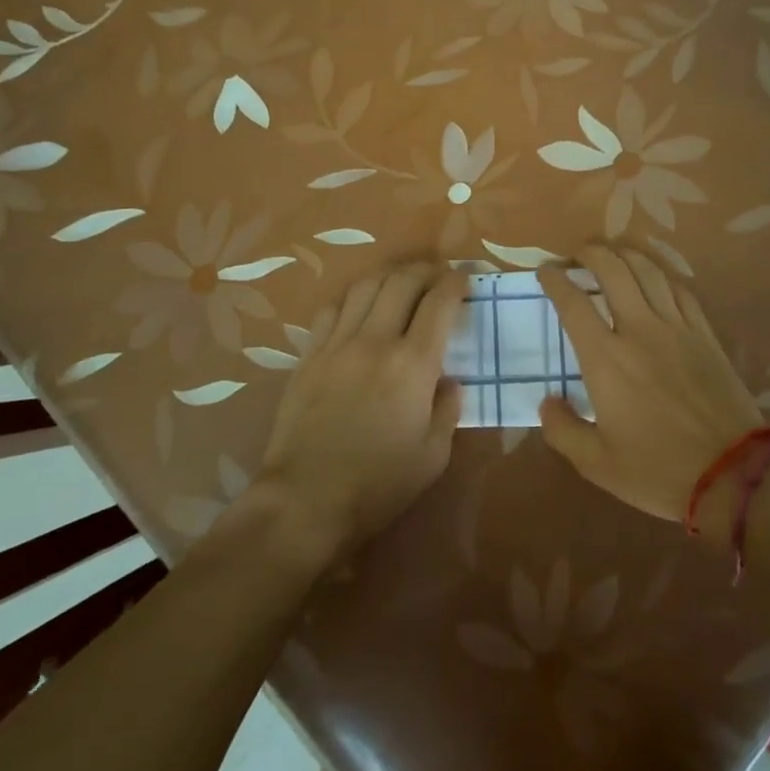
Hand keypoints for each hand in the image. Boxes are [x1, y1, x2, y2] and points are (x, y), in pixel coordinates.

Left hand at [256, 261, 465, 565]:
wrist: (305, 501)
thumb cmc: (378, 484)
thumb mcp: (433, 456)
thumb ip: (448, 409)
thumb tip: (450, 381)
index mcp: (412, 364)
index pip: (439, 303)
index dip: (456, 283)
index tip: (464, 279)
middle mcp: (375, 341)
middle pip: (402, 282)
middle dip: (425, 270)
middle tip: (437, 275)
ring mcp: (337, 345)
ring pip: (364, 287)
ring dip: (389, 276)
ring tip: (401, 282)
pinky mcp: (308, 356)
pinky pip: (331, 310)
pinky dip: (352, 299)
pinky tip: (358, 309)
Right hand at [537, 245, 764, 533]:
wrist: (733, 475)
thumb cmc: (658, 470)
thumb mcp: (597, 464)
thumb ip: (562, 430)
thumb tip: (546, 401)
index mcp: (606, 359)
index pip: (573, 303)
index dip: (555, 281)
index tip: (545, 272)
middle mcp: (639, 331)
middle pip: (612, 270)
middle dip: (590, 253)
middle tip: (578, 254)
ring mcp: (677, 328)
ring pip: (648, 271)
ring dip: (625, 255)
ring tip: (612, 254)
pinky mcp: (705, 334)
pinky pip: (680, 290)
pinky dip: (661, 275)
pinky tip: (655, 278)